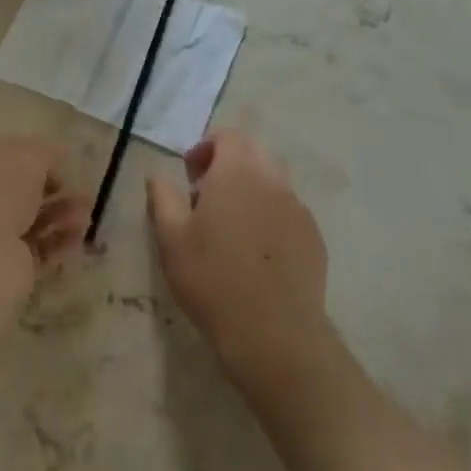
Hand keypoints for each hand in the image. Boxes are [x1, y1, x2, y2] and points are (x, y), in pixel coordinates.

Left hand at [0, 137, 89, 290]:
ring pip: (30, 220)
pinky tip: (77, 237)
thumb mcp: (25, 158)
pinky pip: (36, 249)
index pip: (1, 157)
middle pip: (18, 191)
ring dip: (60, 215)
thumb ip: (44, 152)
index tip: (61, 163)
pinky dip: (58, 242)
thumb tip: (58, 152)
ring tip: (86, 216)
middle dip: (53, 189)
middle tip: (82, 192)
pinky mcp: (3, 267)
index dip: (33, 158)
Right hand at [147, 130, 330, 385]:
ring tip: (231, 225)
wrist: (274, 335)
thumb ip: (162, 198)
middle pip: (253, 152)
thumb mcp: (171, 239)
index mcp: (237, 173)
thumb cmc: (212, 279)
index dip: (206, 147)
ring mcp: (298, 209)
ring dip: (250, 188)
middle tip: (207, 196)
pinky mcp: (314, 237)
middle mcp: (272, 181)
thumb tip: (157, 175)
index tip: (190, 175)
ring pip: (273, 181)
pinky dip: (270, 214)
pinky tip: (256, 250)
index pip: (228, 136)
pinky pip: (288, 210)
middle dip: (229, 163)